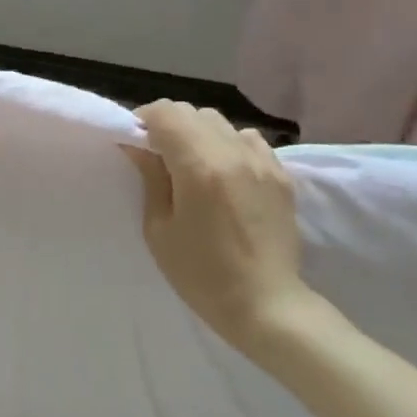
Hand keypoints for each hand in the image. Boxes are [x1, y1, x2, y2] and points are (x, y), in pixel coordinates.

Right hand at [124, 102, 309, 352]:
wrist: (267, 305)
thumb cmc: (202, 274)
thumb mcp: (159, 229)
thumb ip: (151, 177)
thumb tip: (138, 145)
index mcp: (199, 166)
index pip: (165, 113)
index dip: (143, 120)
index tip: (136, 143)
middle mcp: (233, 153)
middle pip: (191, 111)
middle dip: (168, 124)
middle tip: (159, 154)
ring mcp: (262, 161)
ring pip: (220, 122)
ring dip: (199, 132)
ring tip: (193, 163)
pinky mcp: (280, 174)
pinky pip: (248, 139)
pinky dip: (229, 144)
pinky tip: (225, 173)